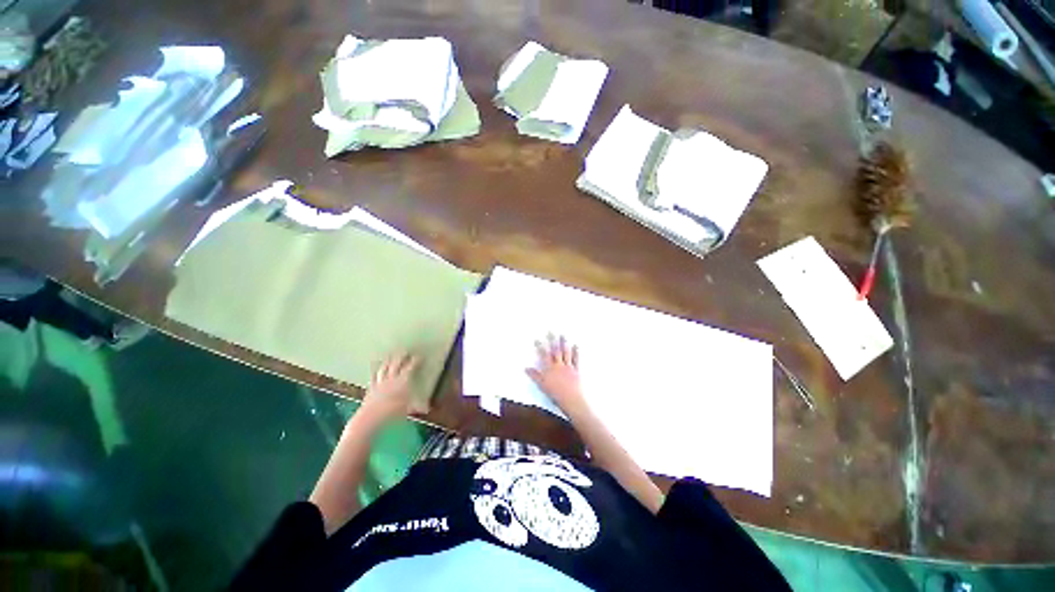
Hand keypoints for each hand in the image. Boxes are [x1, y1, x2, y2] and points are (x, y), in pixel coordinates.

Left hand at [360, 354, 425, 425]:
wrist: (371, 417)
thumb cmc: (392, 413)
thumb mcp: (408, 410)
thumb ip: (417, 407)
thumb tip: (427, 409)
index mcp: (402, 382)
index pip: (410, 368)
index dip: (415, 361)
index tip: (419, 356)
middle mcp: (391, 379)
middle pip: (396, 363)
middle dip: (401, 356)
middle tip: (405, 351)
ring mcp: (380, 382)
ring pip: (385, 367)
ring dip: (389, 360)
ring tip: (391, 354)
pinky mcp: (371, 386)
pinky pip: (374, 374)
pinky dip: (375, 367)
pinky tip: (375, 362)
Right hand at [526, 335, 586, 414]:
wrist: (571, 400)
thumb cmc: (555, 394)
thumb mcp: (542, 386)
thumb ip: (535, 376)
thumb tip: (526, 368)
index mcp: (550, 369)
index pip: (543, 355)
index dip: (540, 347)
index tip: (537, 339)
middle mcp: (559, 365)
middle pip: (555, 351)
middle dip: (552, 340)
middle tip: (551, 331)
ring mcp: (568, 367)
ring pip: (565, 353)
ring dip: (564, 343)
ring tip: (563, 335)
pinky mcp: (576, 370)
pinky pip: (576, 359)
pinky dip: (576, 352)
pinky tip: (576, 345)